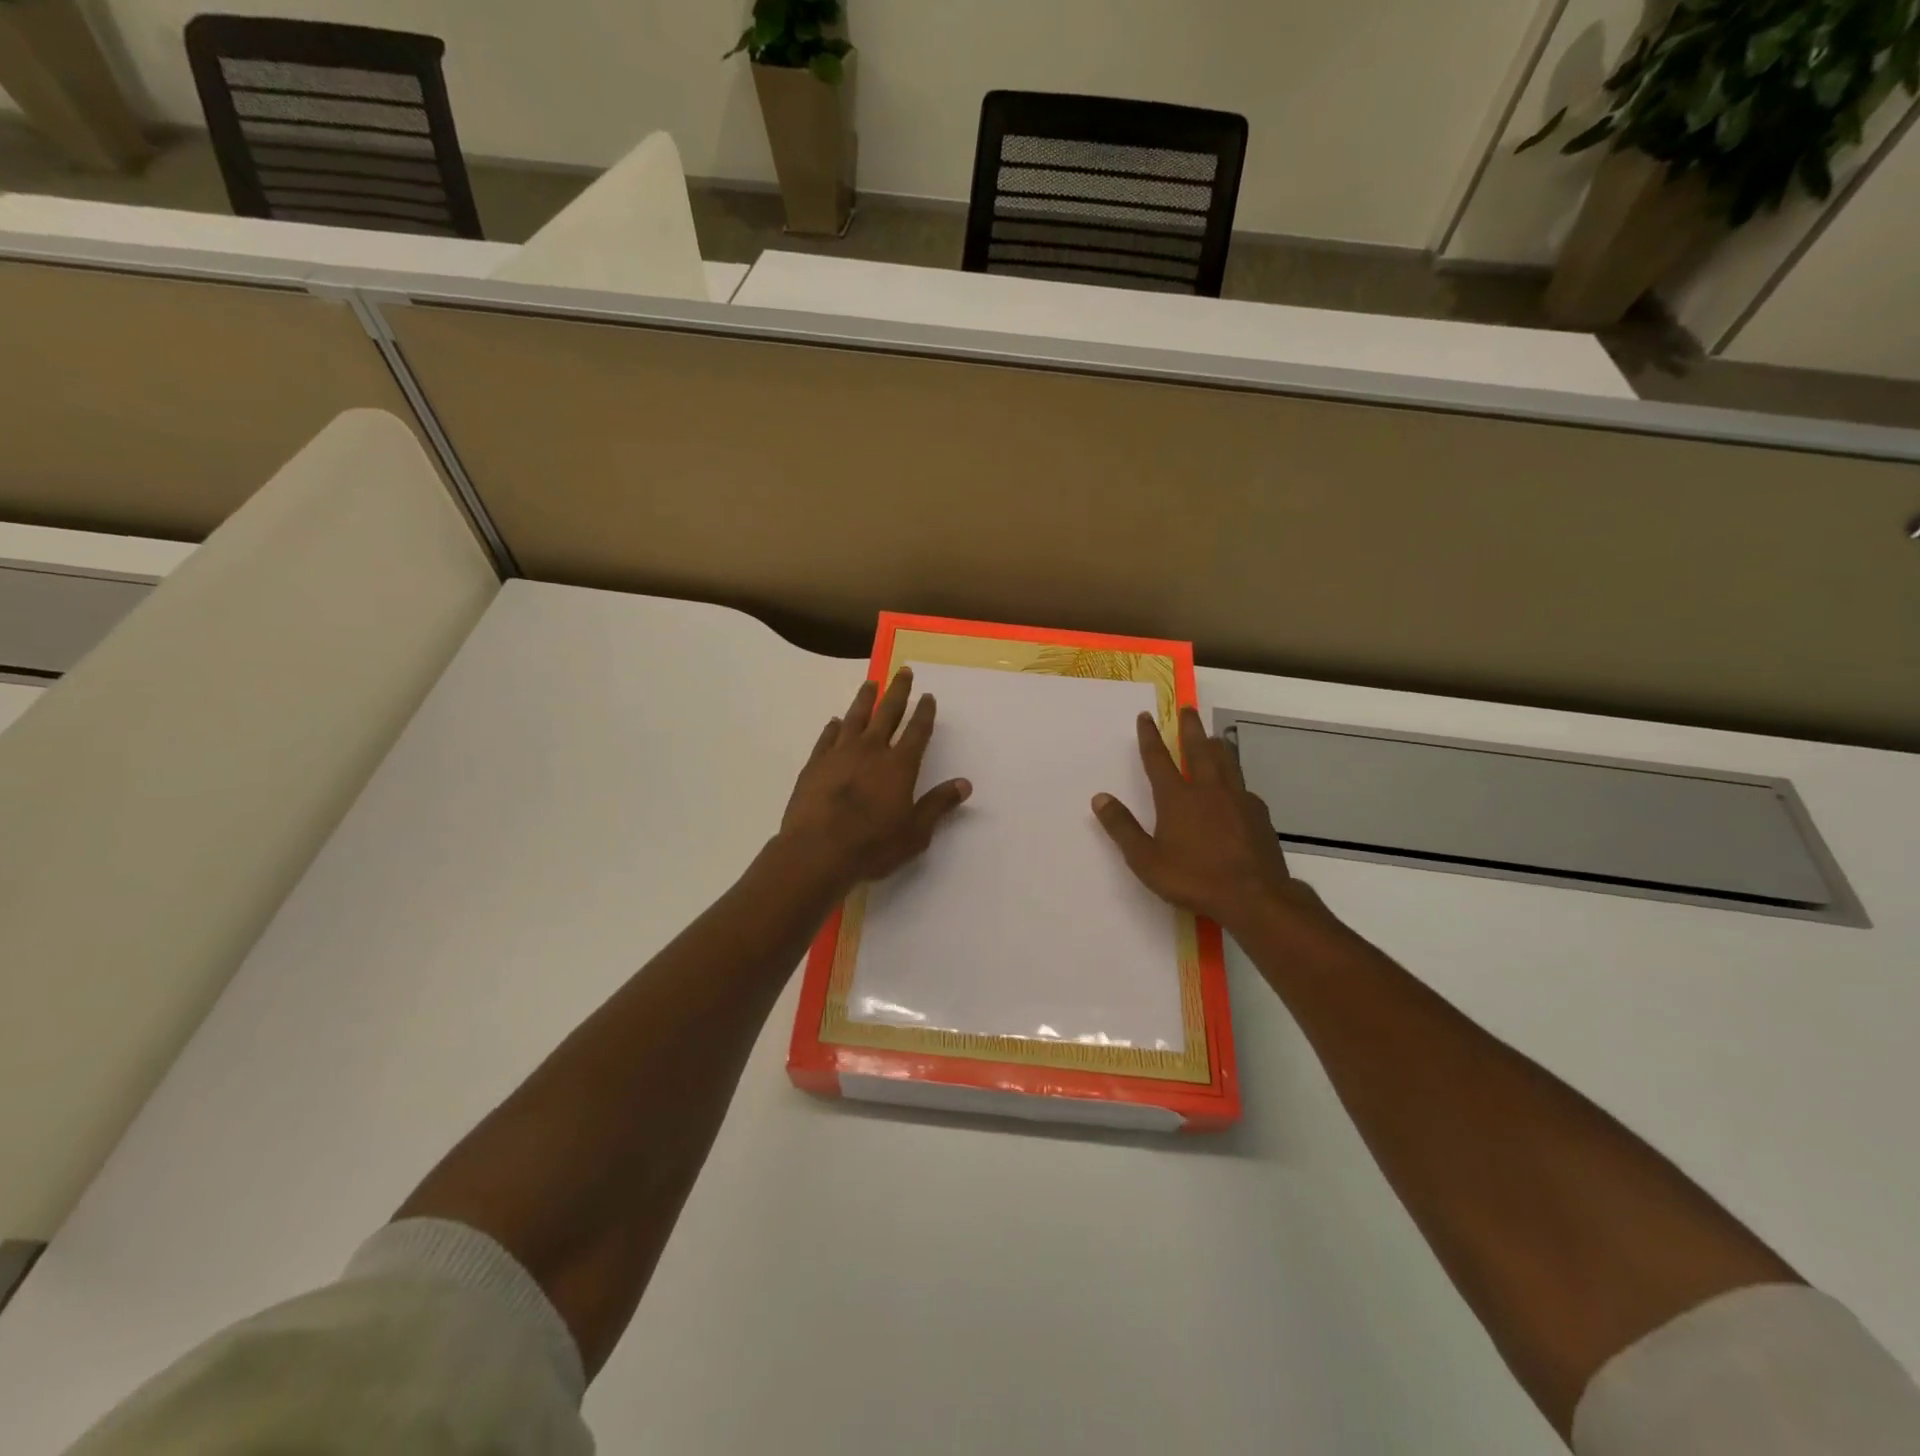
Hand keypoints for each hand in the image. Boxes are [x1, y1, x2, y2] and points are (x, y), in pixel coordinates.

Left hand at [779, 667, 970, 891]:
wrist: (817, 850)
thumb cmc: (873, 845)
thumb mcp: (915, 832)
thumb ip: (938, 805)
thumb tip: (964, 784)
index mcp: (900, 765)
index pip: (917, 731)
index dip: (924, 712)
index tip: (928, 696)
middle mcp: (871, 750)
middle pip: (887, 712)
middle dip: (898, 691)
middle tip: (903, 671)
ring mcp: (840, 754)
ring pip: (855, 717)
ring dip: (865, 698)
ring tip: (871, 683)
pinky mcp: (815, 764)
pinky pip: (827, 737)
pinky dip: (834, 726)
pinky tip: (836, 721)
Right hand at [1093, 707, 1321, 931]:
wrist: (1254, 897)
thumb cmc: (1194, 878)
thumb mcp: (1146, 860)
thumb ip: (1123, 828)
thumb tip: (1100, 798)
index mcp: (1177, 798)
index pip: (1158, 760)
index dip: (1149, 737)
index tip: (1146, 717)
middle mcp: (1208, 790)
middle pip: (1199, 750)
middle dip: (1190, 728)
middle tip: (1188, 709)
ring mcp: (1238, 800)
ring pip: (1227, 762)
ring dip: (1217, 746)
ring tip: (1214, 736)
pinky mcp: (1258, 814)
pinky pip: (1244, 788)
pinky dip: (1236, 780)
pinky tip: (1238, 789)